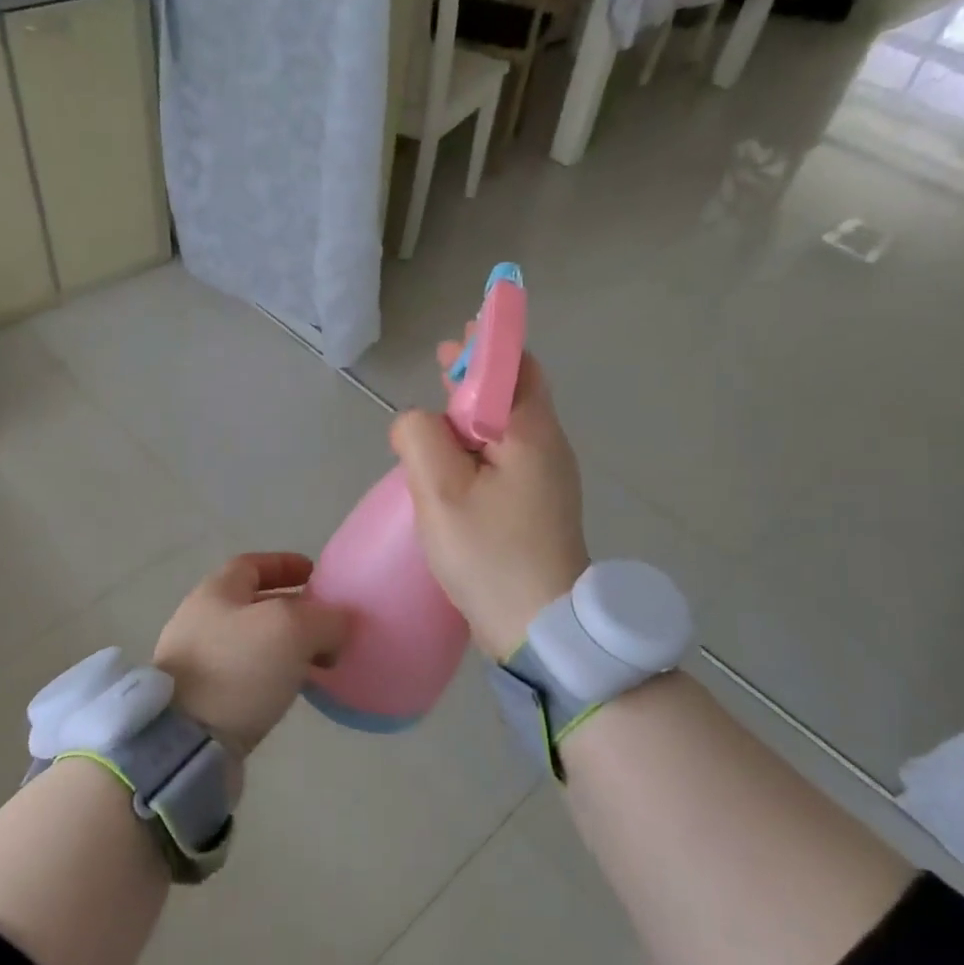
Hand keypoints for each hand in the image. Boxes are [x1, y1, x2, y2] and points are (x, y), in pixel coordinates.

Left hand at [153, 553, 349, 756]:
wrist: (185, 742)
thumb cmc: (237, 668)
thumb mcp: (292, 630)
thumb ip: (325, 619)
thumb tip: (339, 625)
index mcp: (215, 592)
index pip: (252, 565)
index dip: (284, 564)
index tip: (315, 573)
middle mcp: (201, 621)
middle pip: (253, 604)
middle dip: (292, 609)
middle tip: (327, 623)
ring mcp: (197, 663)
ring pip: (252, 643)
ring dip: (287, 646)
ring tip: (321, 660)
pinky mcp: (202, 701)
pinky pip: (246, 676)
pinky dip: (274, 675)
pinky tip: (295, 689)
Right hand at [390, 337, 588, 657]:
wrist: (540, 625)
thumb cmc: (490, 554)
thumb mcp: (440, 491)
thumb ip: (420, 438)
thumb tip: (415, 420)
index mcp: (530, 433)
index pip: (514, 366)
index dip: (484, 345)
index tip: (454, 339)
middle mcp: (547, 447)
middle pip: (517, 391)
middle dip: (481, 372)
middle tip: (444, 363)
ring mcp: (548, 479)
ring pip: (512, 425)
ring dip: (479, 407)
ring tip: (443, 404)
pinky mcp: (539, 506)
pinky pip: (510, 455)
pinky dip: (483, 441)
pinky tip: (458, 458)